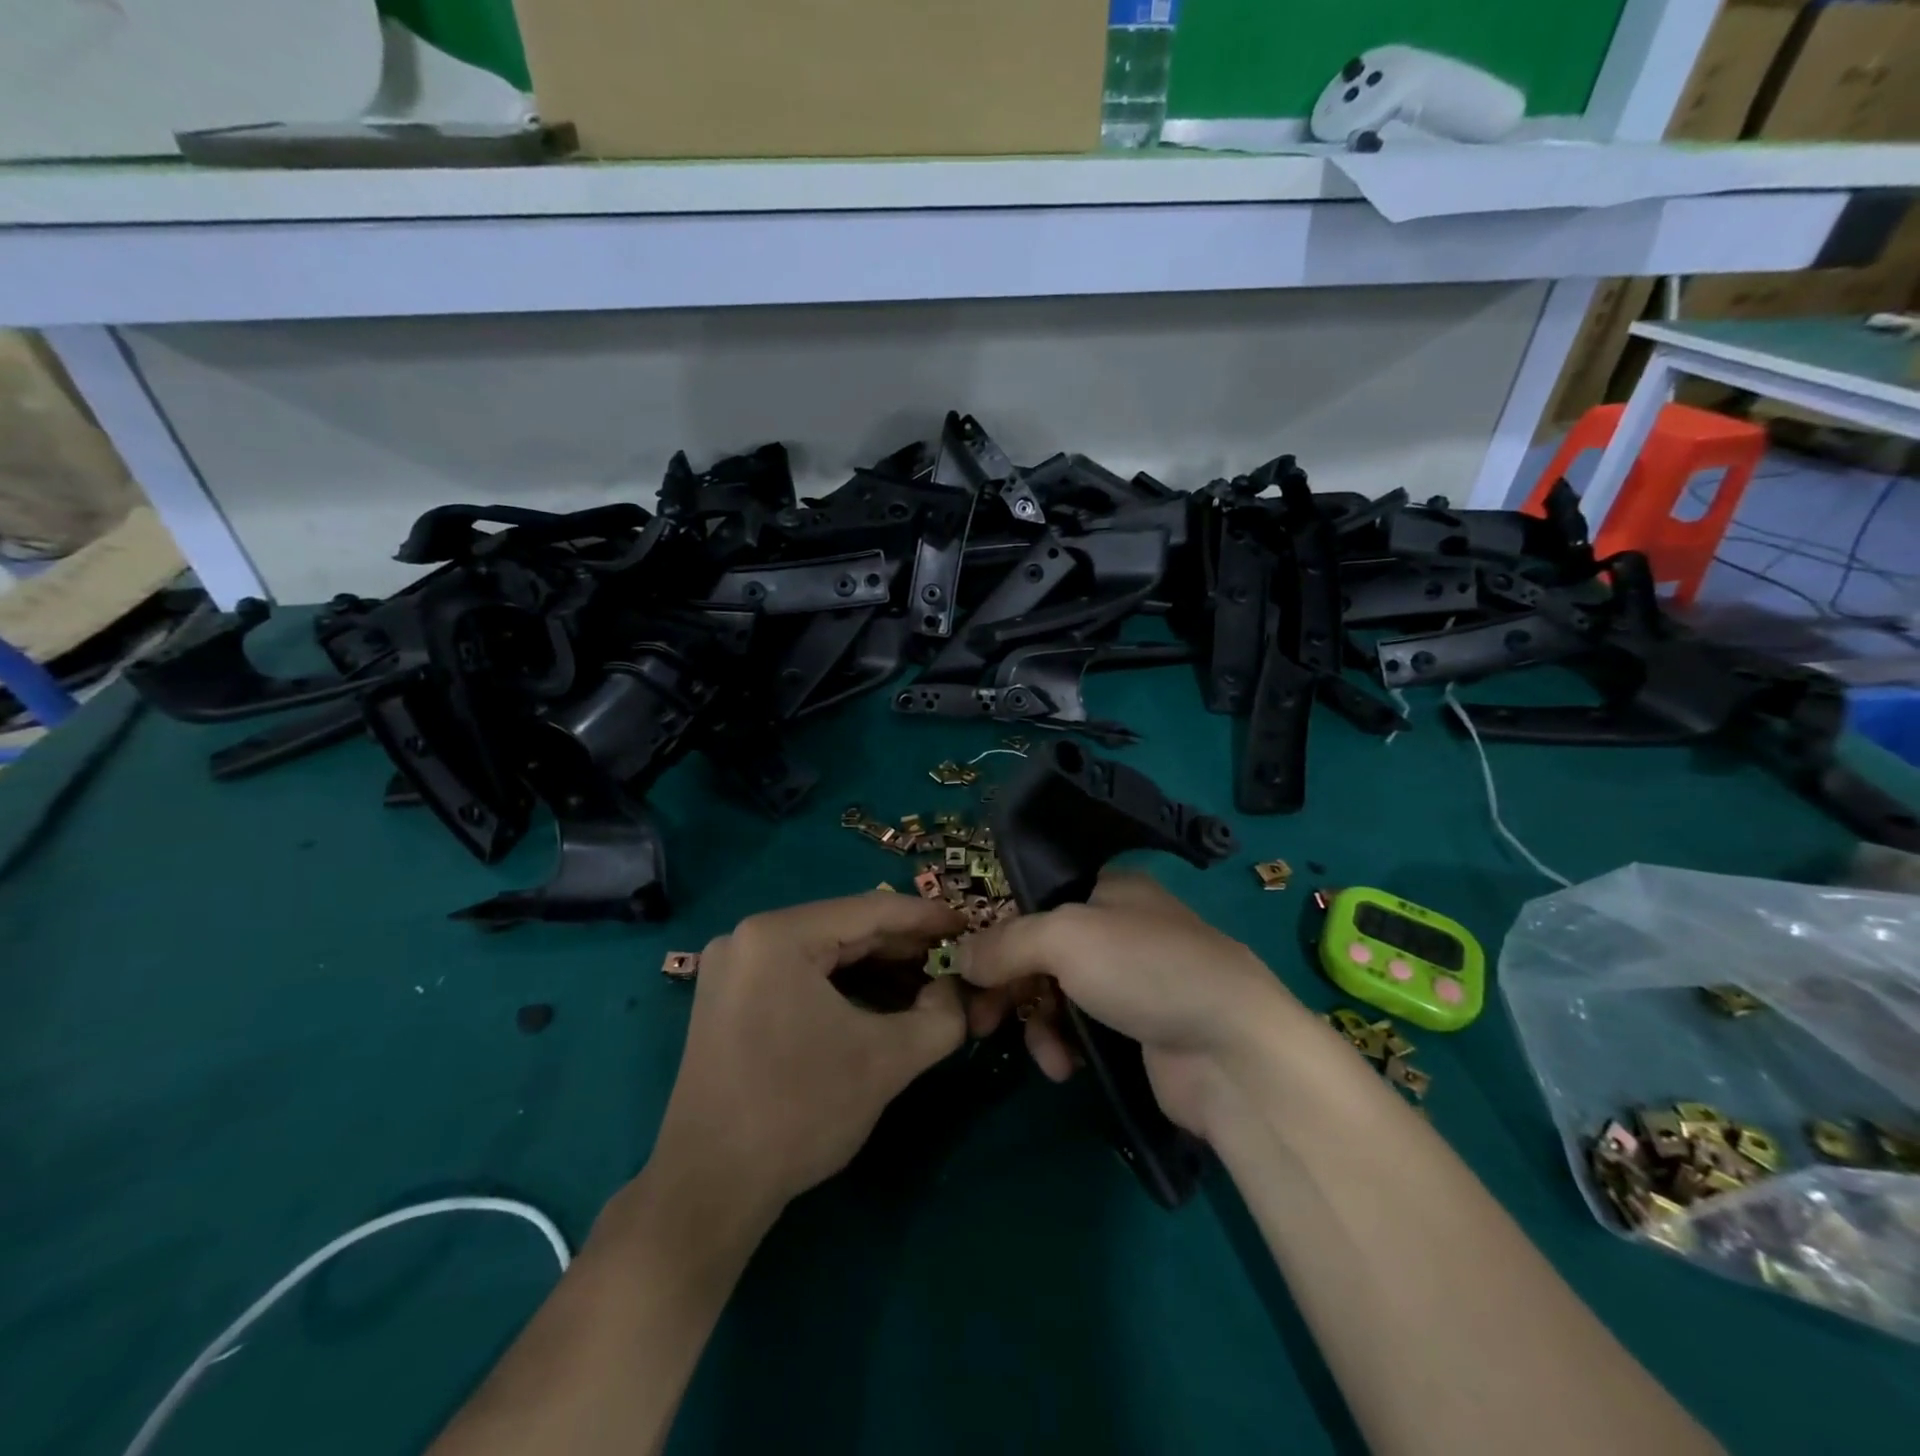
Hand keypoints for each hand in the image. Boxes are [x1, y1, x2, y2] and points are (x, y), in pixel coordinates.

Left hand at [649, 891, 966, 1215]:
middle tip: (953, 958)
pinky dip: (844, 986)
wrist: (709, 1189)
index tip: (968, 924)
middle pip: (844, 929)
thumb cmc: (799, 1112)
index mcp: (778, 935)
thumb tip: (957, 993)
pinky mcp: (730, 997)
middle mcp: (749, 937)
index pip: (870, 910)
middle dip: (902, 946)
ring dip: (876, 968)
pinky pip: (800, 975)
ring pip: (824, 953)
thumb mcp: (887, 1061)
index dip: (926, 917)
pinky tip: (882, 1002)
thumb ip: (940, 1017)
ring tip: (927, 981)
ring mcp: (734, 967)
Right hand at [958, 871, 1296, 1137]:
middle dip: (1009, 987)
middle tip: (979, 1021)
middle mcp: (1119, 929)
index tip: (970, 969)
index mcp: (1109, 889)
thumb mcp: (1064, 938)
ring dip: (1038, 1024)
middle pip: (1042, 951)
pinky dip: (1066, 1046)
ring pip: (1058, 995)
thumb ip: (1006, 943)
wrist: (1233, 1051)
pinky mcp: (1139, 1031)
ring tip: (1044, 1053)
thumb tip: (959, 957)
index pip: (1037, 902)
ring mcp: (1132, 982)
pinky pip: (1082, 1031)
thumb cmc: (1145, 970)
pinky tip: (1066, 1067)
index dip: (1000, 934)